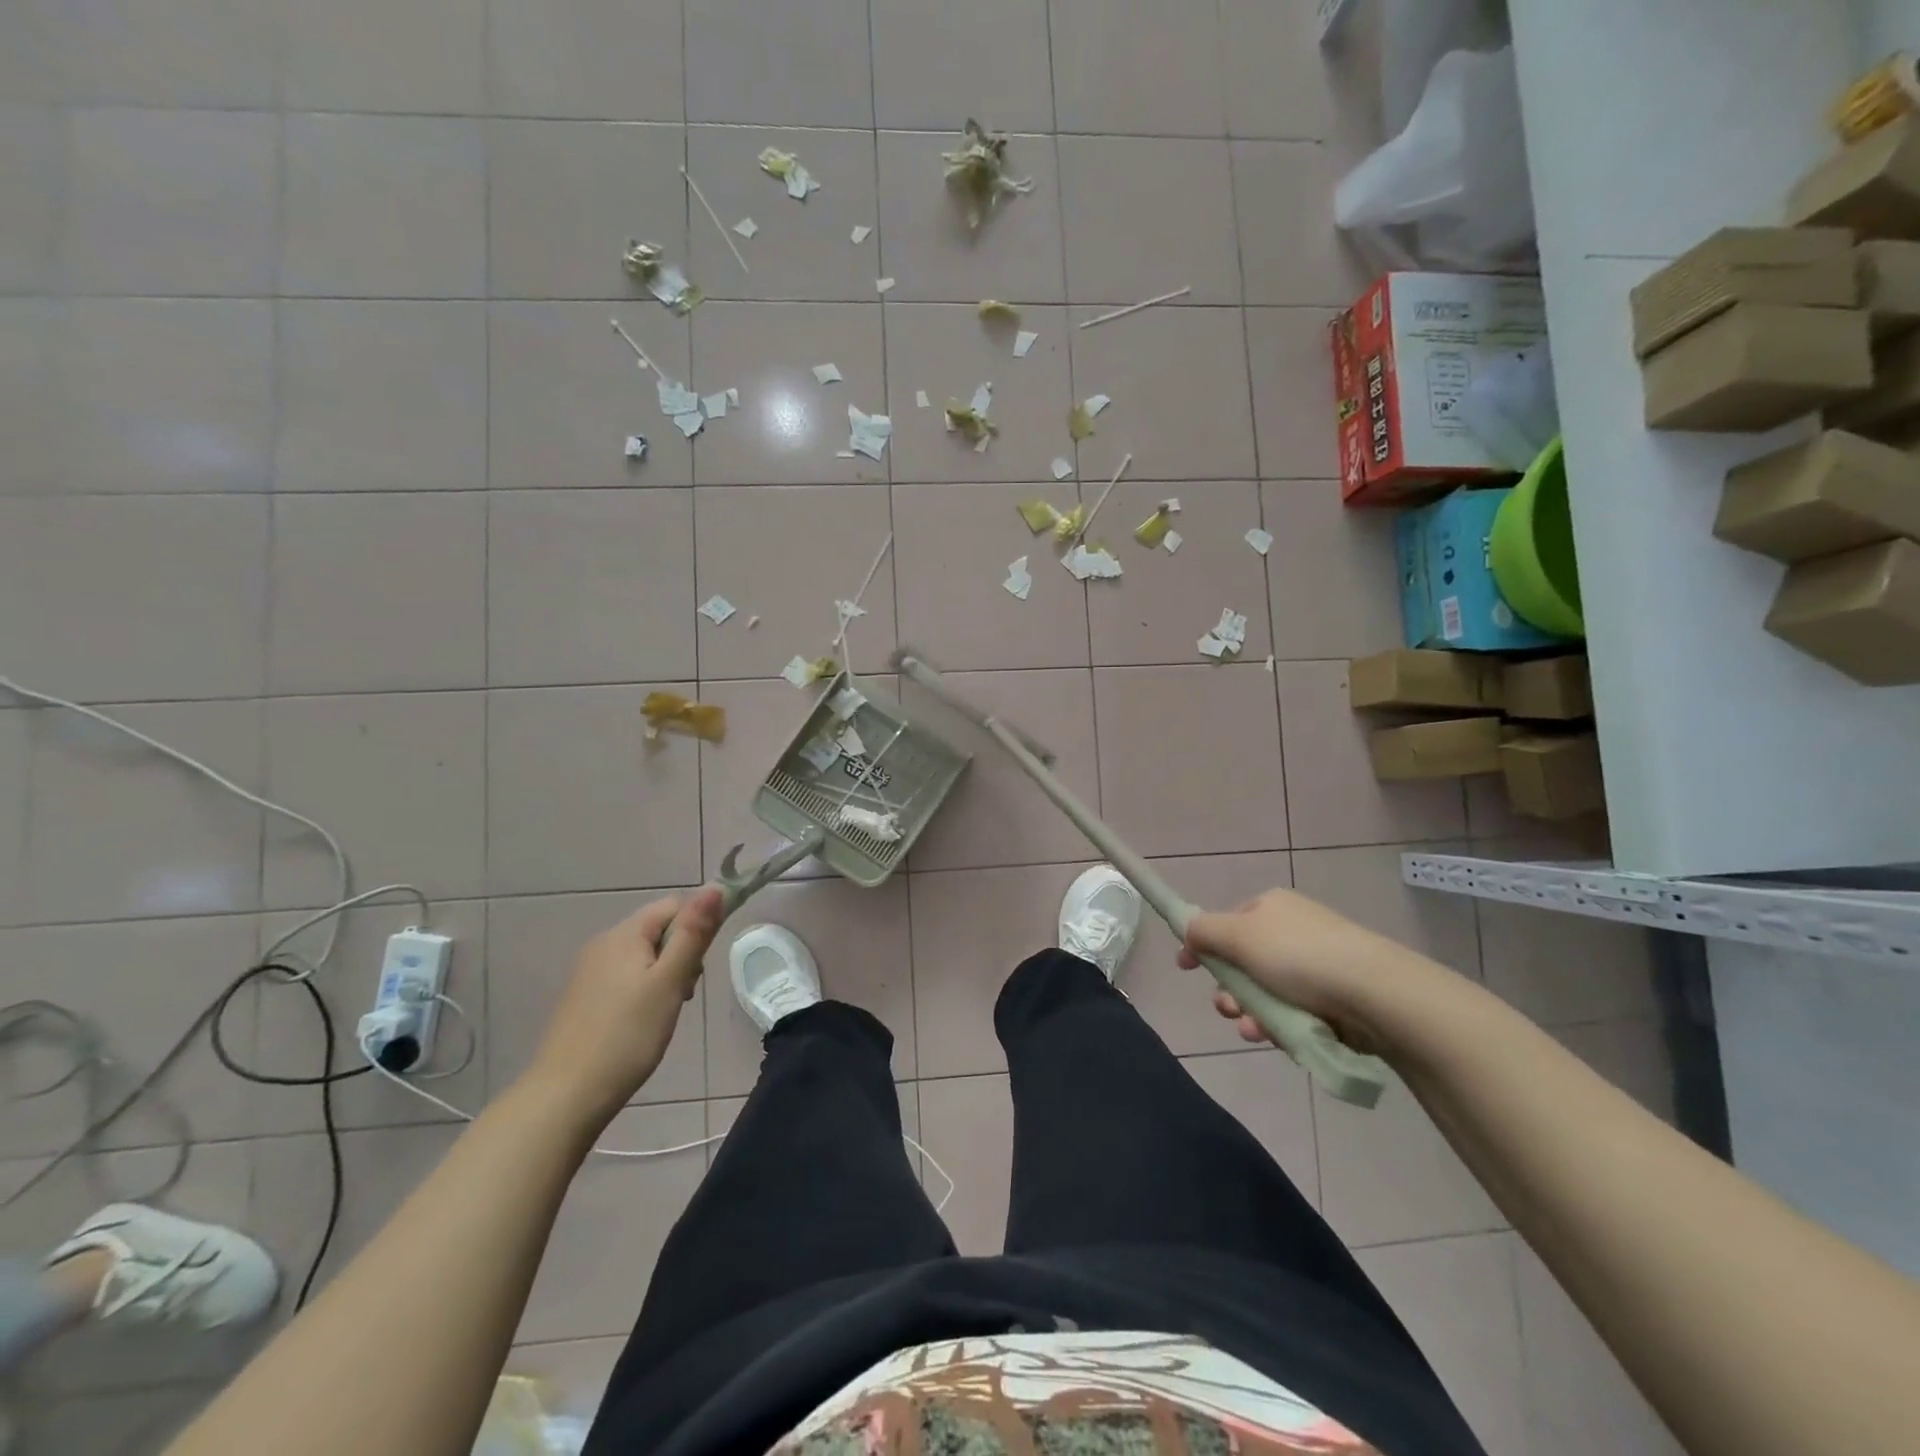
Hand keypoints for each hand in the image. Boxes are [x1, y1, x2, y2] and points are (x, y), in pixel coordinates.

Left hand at [523, 887, 724, 1128]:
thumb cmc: (627, 1035)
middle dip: (680, 955)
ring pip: (642, 956)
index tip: (696, 968)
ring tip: (663, 1014)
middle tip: (682, 996)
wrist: (565, 1096)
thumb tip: (716, 886)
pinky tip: (641, 1023)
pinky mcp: (582, 998)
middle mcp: (602, 944)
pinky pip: (623, 977)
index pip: (674, 905)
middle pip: (658, 930)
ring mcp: (588, 972)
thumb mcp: (670, 981)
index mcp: (624, 934)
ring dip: (663, 976)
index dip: (695, 928)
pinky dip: (641, 992)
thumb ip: (694, 933)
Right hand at [1179, 887, 1453, 1052]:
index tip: (1186, 969)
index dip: (1204, 947)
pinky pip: (1295, 1012)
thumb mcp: (1238, 936)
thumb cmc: (1298, 956)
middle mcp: (1292, 930)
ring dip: (1252, 1013)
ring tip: (1254, 1031)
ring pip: (1267, 993)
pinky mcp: (1336, 998)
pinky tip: (1278, 1039)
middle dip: (1230, 990)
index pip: (1227, 925)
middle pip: (1244, 963)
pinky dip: (1281, 1026)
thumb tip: (1186, 929)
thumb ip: (1203, 931)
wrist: (1374, 993)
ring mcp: (1317, 964)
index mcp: (1270, 908)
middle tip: (1228, 1009)